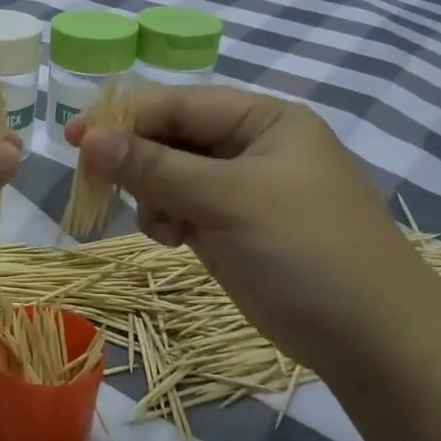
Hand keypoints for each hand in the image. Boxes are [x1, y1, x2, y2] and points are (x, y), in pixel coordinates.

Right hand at [68, 87, 440, 368]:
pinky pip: (182, 209)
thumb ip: (155, 166)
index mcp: (263, 121)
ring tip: (163, 228)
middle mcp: (251, 148)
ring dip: (153, 197)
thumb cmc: (304, 250)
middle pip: (171, 139)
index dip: (125, 119)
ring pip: (170, 177)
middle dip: (138, 163)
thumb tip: (89, 138)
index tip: (73, 139)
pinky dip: (167, 221)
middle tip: (101, 187)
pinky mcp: (232, 228)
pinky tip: (173, 241)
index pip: (179, 105)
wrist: (367, 335)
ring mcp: (241, 191)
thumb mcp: (226, 199)